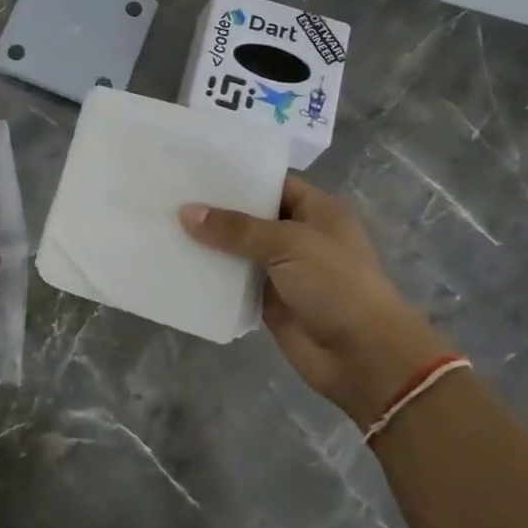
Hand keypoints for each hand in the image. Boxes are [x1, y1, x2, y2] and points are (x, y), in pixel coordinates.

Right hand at [179, 177, 449, 426]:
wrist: (364, 358)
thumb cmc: (336, 285)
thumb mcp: (288, 244)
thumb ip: (236, 228)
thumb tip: (186, 212)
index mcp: (317, 211)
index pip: (271, 183)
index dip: (237, 177)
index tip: (194, 170)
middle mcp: (299, 236)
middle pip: (250, 217)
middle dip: (215, 210)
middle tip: (169, 193)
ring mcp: (283, 270)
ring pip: (238, 250)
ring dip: (208, 244)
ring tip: (163, 223)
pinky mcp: (268, 301)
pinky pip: (234, 282)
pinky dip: (211, 276)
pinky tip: (177, 263)